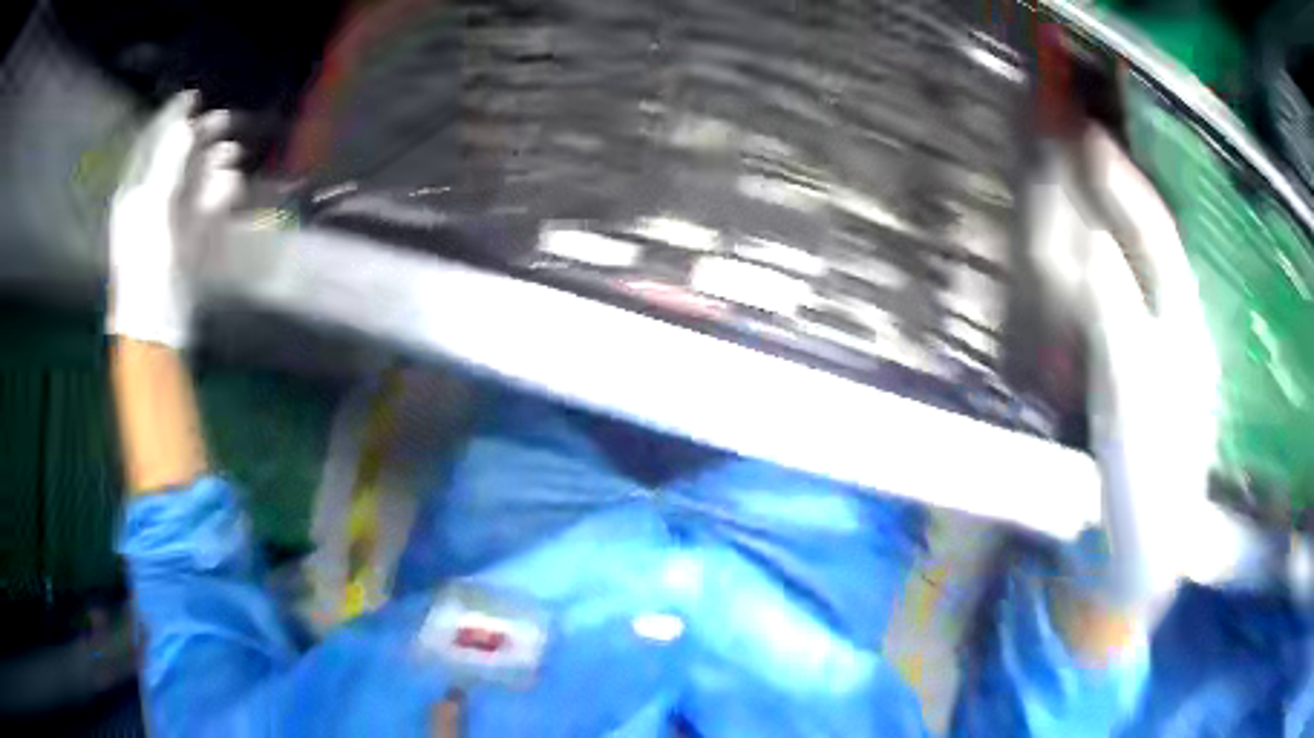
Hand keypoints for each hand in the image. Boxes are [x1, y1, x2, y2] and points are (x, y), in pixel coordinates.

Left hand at [108, 92, 243, 347]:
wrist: (156, 325)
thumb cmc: (147, 265)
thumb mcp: (153, 209)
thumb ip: (168, 163)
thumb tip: (185, 124)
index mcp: (134, 192)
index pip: (150, 144)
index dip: (169, 118)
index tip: (193, 96)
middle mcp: (150, 202)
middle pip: (175, 159)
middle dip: (198, 138)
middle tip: (224, 121)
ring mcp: (168, 223)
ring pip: (192, 183)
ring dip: (211, 166)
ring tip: (232, 156)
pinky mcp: (186, 242)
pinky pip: (203, 209)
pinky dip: (217, 196)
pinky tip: (231, 188)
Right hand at [1038, 127, 1218, 620]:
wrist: (1145, 551)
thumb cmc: (1148, 483)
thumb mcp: (1135, 403)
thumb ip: (1118, 320)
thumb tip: (1092, 243)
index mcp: (1184, 330)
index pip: (1156, 237)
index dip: (1124, 184)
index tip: (1086, 136)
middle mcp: (1174, 328)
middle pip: (1145, 243)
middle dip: (1112, 194)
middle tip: (1070, 152)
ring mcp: (1154, 353)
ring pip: (1131, 270)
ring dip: (1102, 226)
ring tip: (1069, 191)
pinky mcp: (1134, 377)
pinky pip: (1115, 307)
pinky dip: (1093, 275)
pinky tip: (1076, 264)